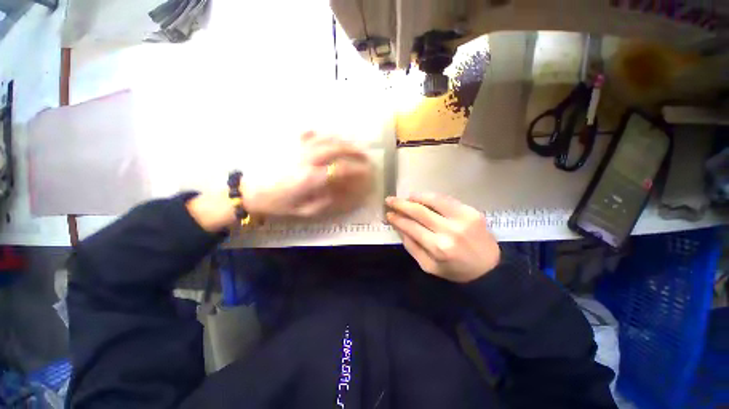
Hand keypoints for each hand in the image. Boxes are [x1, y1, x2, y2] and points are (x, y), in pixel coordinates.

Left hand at [243, 131, 373, 217]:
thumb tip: (345, 192)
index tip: (368, 171)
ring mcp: (297, 148)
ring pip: (325, 138)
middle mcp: (306, 159)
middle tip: (365, 155)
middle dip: (354, 151)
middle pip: (335, 148)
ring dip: (342, 141)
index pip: (340, 169)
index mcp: (310, 177)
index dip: (357, 169)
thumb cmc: (279, 204)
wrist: (251, 191)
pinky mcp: (289, 144)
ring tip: (353, 145)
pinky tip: (328, 136)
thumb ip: (327, 201)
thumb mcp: (305, 210)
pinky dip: (322, 134)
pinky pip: (309, 134)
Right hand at [386, 193, 499, 282]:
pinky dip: (431, 196)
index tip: (388, 214)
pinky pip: (446, 199)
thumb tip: (399, 227)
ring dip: (415, 197)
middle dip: (401, 204)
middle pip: (419, 211)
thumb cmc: (455, 270)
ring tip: (405, 197)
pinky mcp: (471, 211)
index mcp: (439, 247)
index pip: (411, 227)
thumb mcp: (429, 266)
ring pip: (433, 200)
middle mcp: (450, 230)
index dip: (397, 219)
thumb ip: (412, 246)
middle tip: (390, 200)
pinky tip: (422, 197)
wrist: (489, 269)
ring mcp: (462, 218)